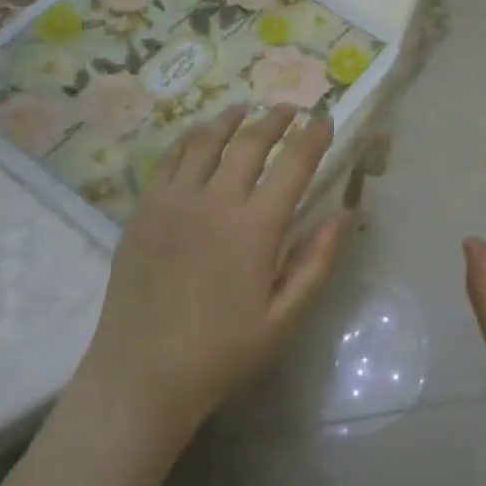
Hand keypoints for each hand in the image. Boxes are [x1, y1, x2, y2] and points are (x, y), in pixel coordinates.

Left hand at [78, 104, 350, 434]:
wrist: (141, 377)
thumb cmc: (221, 353)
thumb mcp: (283, 319)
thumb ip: (316, 262)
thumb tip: (344, 213)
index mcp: (254, 229)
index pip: (293, 165)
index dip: (313, 138)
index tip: (325, 120)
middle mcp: (214, 202)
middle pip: (249, 143)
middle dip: (274, 120)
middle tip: (289, 108)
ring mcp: (173, 202)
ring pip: (206, 142)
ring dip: (230, 120)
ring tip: (245, 109)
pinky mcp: (143, 210)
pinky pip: (169, 159)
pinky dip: (189, 138)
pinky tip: (199, 135)